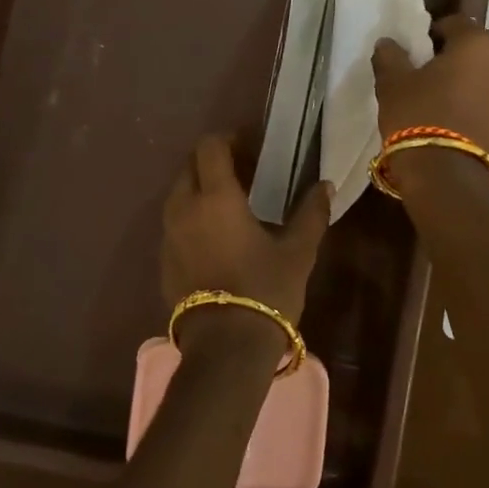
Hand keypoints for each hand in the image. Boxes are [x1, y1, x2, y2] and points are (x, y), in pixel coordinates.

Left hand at [161, 135, 331, 363]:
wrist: (225, 348)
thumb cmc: (265, 291)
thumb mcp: (297, 252)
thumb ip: (311, 213)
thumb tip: (325, 186)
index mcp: (215, 197)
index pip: (210, 146)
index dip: (228, 139)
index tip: (251, 146)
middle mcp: (184, 208)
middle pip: (190, 166)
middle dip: (213, 162)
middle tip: (244, 174)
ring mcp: (168, 235)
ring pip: (179, 195)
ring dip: (201, 189)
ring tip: (231, 205)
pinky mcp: (163, 260)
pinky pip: (175, 223)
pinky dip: (192, 217)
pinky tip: (217, 238)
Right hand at [372, 16, 488, 196]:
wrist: (448, 178)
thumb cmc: (418, 117)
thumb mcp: (393, 84)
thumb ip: (390, 56)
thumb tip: (388, 43)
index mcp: (478, 44)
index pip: (456, 23)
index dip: (435, 34)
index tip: (419, 52)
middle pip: (483, 51)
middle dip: (463, 59)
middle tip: (436, 78)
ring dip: (478, 87)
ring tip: (452, 108)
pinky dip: (488, 116)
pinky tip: (466, 132)